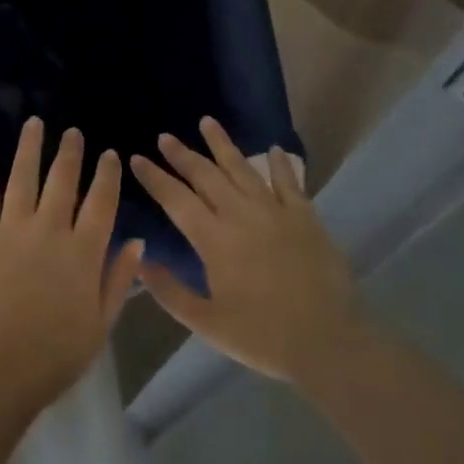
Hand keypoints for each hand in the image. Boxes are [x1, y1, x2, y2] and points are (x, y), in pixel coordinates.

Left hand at [0, 118, 144, 414]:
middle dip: (70, 152)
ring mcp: (12, 229)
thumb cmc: (54, 356)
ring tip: (34, 123)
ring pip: (23, 176)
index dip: (106, 175)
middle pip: (62, 180)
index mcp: (83, 252)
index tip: (109, 154)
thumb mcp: (100, 325)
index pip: (101, 202)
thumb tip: (137, 241)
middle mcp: (50, 230)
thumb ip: (118, 280)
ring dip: (29, 147)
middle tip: (73, 131)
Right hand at [131, 117, 360, 386]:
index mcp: (213, 239)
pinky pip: (289, 182)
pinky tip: (272, 149)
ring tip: (207, 122)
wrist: (327, 342)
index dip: (154, 177)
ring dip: (222, 144)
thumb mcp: (206, 323)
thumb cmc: (261, 336)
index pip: (175, 199)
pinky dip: (280, 164)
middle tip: (165, 137)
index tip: (136, 158)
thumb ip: (169, 292)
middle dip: (182, 154)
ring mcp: (274, 211)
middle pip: (205, 175)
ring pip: (242, 168)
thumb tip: (140, 262)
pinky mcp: (304, 217)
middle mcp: (240, 215)